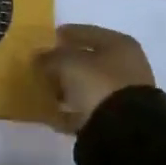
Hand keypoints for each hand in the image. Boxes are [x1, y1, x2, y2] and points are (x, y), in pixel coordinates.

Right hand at [33, 24, 154, 133]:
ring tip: (46, 93)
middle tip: (42, 69)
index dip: (63, 35)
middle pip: (89, 60)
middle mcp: (127, 65)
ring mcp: (125, 93)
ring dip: (69, 89)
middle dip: (65, 65)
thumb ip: (50, 57)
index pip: (85, 32)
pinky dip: (74, 110)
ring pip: (90, 86)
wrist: (125, 132)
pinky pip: (90, 109)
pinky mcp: (119, 119)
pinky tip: (56, 114)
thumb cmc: (98, 84)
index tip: (43, 42)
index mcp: (119, 43)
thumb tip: (38, 57)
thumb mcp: (68, 64)